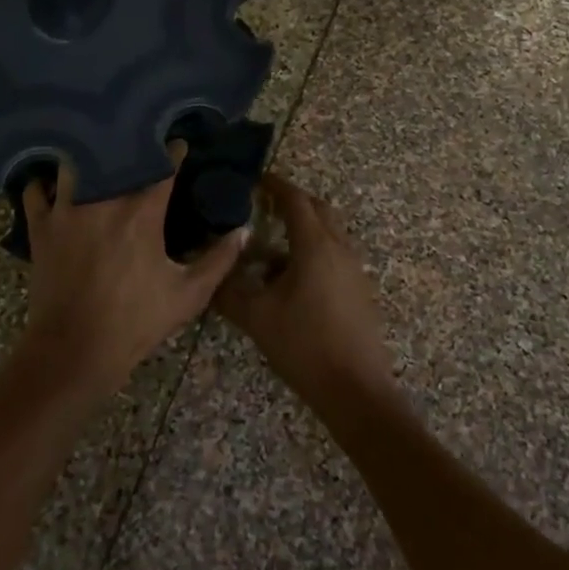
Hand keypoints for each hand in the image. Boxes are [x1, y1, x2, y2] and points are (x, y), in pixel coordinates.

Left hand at [22, 153, 245, 399]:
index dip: (174, 152)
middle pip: (115, 155)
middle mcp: (103, 201)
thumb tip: (244, 231)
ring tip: (95, 157)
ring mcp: (67, 211)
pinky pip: (36, 191)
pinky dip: (43, 184)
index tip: (180, 145)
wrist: (74, 350)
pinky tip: (53, 184)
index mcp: (142, 214)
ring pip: (73, 163)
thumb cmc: (135, 322)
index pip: (163, 166)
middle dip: (128, 145)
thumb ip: (219, 259)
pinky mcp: (41, 228)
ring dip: (86, 158)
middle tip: (137, 144)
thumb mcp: (189, 294)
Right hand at [214, 173, 394, 409]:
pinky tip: (288, 279)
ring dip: (302, 229)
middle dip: (291, 202)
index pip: (295, 199)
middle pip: (317, 209)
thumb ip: (228, 290)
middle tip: (262, 205)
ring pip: (328, 233)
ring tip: (268, 246)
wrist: (355, 390)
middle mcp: (339, 248)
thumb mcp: (256, 317)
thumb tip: (210, 270)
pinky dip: (312, 252)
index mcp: (315, 245)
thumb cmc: (304, 345)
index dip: (274, 185)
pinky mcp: (358, 290)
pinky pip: (334, 255)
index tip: (254, 179)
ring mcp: (353, 269)